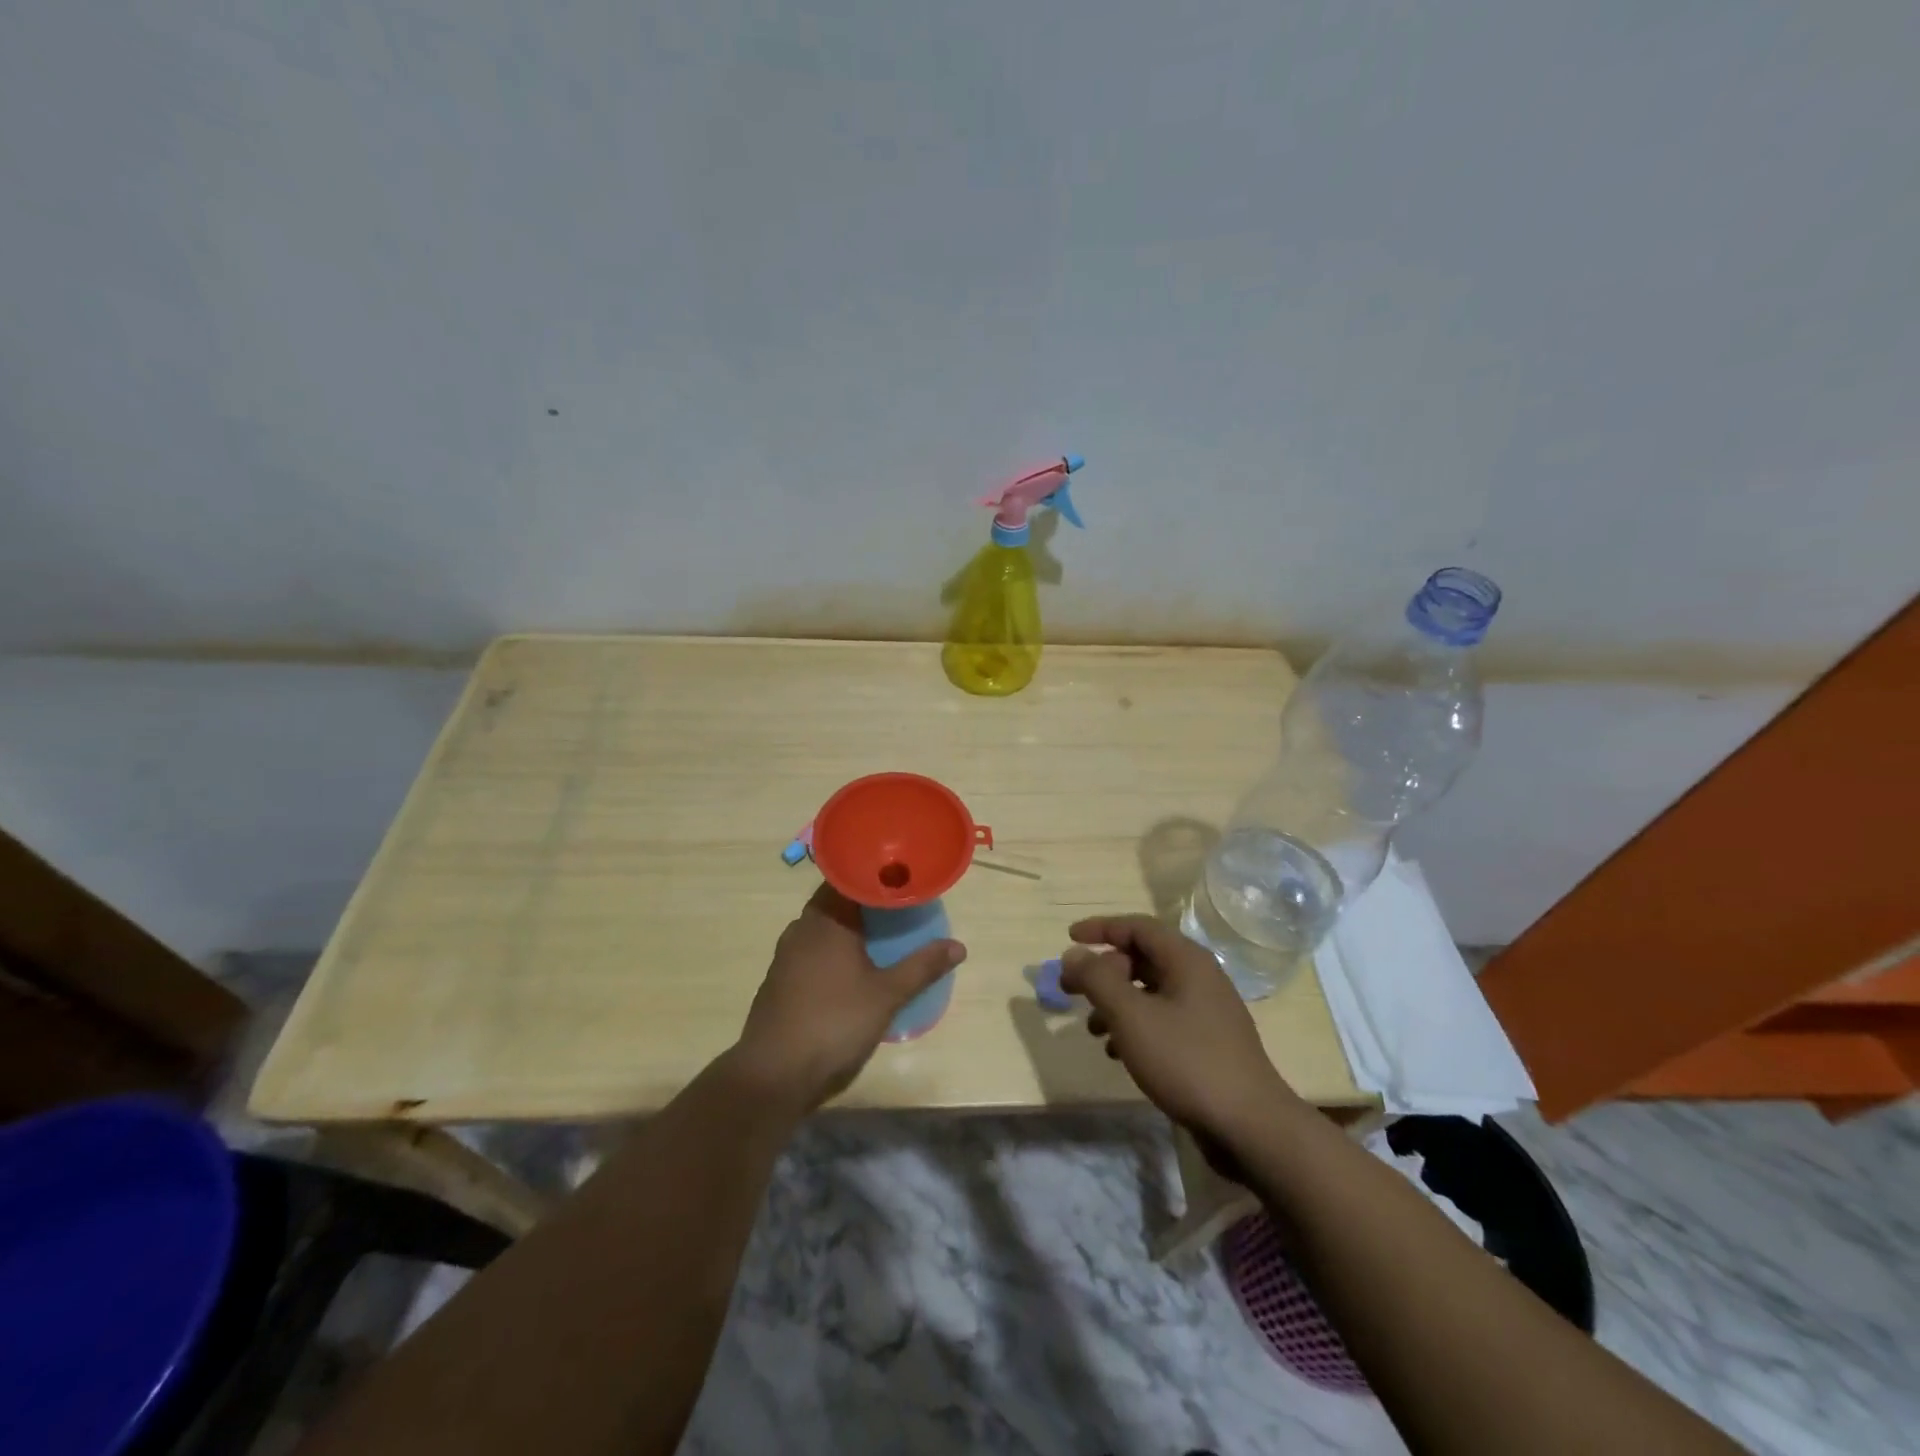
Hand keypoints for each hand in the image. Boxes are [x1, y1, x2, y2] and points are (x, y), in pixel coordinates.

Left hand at [731, 885, 965, 1111]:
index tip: (900, 875)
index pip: (849, 878)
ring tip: (882, 934)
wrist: (774, 1073)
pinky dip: (834, 949)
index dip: (874, 874)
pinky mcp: (780, 979)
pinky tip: (853, 967)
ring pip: (823, 926)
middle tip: (899, 906)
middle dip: (866, 902)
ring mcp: (787, 954)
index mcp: (827, 919)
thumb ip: (922, 967)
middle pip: (836, 901)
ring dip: (849, 926)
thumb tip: (959, 946)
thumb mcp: (887, 995)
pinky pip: (812, 950)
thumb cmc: (834, 1023)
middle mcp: (803, 927)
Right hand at [1059, 915, 1302, 1144]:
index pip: (1137, 926)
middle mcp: (1199, 977)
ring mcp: (1206, 1012)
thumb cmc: (1186, 1060)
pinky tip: (1118, 1054)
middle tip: (1071, 990)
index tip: (1069, 938)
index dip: (1101, 928)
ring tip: (1093, 1029)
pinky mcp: (1208, 1043)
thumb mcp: (1131, 1016)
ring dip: (1116, 1003)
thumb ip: (1097, 979)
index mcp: (1186, 960)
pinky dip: (1135, 1027)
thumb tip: (1074, 954)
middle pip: (1142, 958)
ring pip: (1150, 992)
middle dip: (1103, 972)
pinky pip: (1163, 1020)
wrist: (1249, 1126)